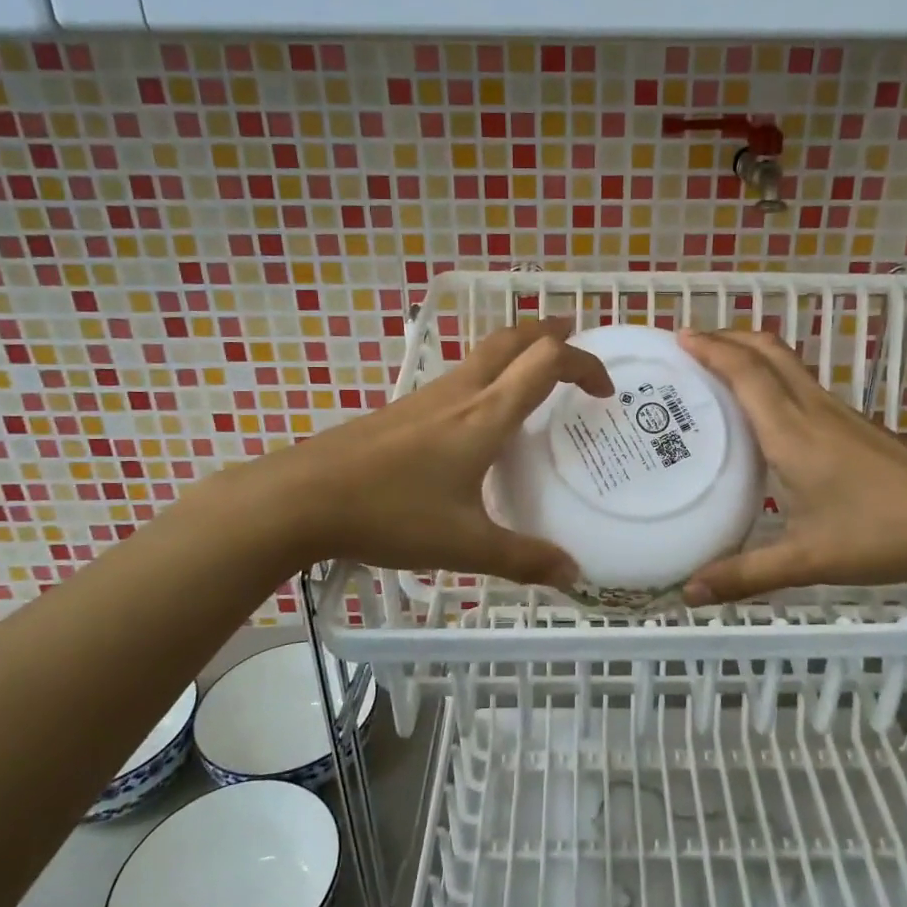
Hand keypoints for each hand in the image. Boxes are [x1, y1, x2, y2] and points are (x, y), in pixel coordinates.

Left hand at [259, 318, 612, 584]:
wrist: (300, 498)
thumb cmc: (390, 513)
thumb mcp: (465, 545)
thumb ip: (522, 558)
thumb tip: (573, 574)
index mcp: (485, 416)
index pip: (546, 362)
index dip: (584, 364)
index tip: (605, 390)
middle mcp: (459, 394)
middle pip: (511, 338)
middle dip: (548, 332)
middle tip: (574, 336)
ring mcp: (425, 399)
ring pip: (481, 355)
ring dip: (516, 353)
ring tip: (534, 377)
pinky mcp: (401, 411)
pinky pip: (457, 380)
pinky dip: (486, 378)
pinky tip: (478, 419)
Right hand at [676, 328, 906, 602]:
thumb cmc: (882, 534)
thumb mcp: (807, 560)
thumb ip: (745, 575)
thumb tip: (688, 593)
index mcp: (792, 433)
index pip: (746, 373)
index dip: (712, 349)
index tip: (679, 336)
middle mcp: (813, 410)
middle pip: (768, 351)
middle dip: (728, 336)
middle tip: (692, 343)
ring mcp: (840, 414)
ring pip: (788, 364)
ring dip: (751, 353)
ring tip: (719, 369)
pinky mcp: (857, 425)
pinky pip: (803, 384)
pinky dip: (773, 377)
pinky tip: (768, 411)